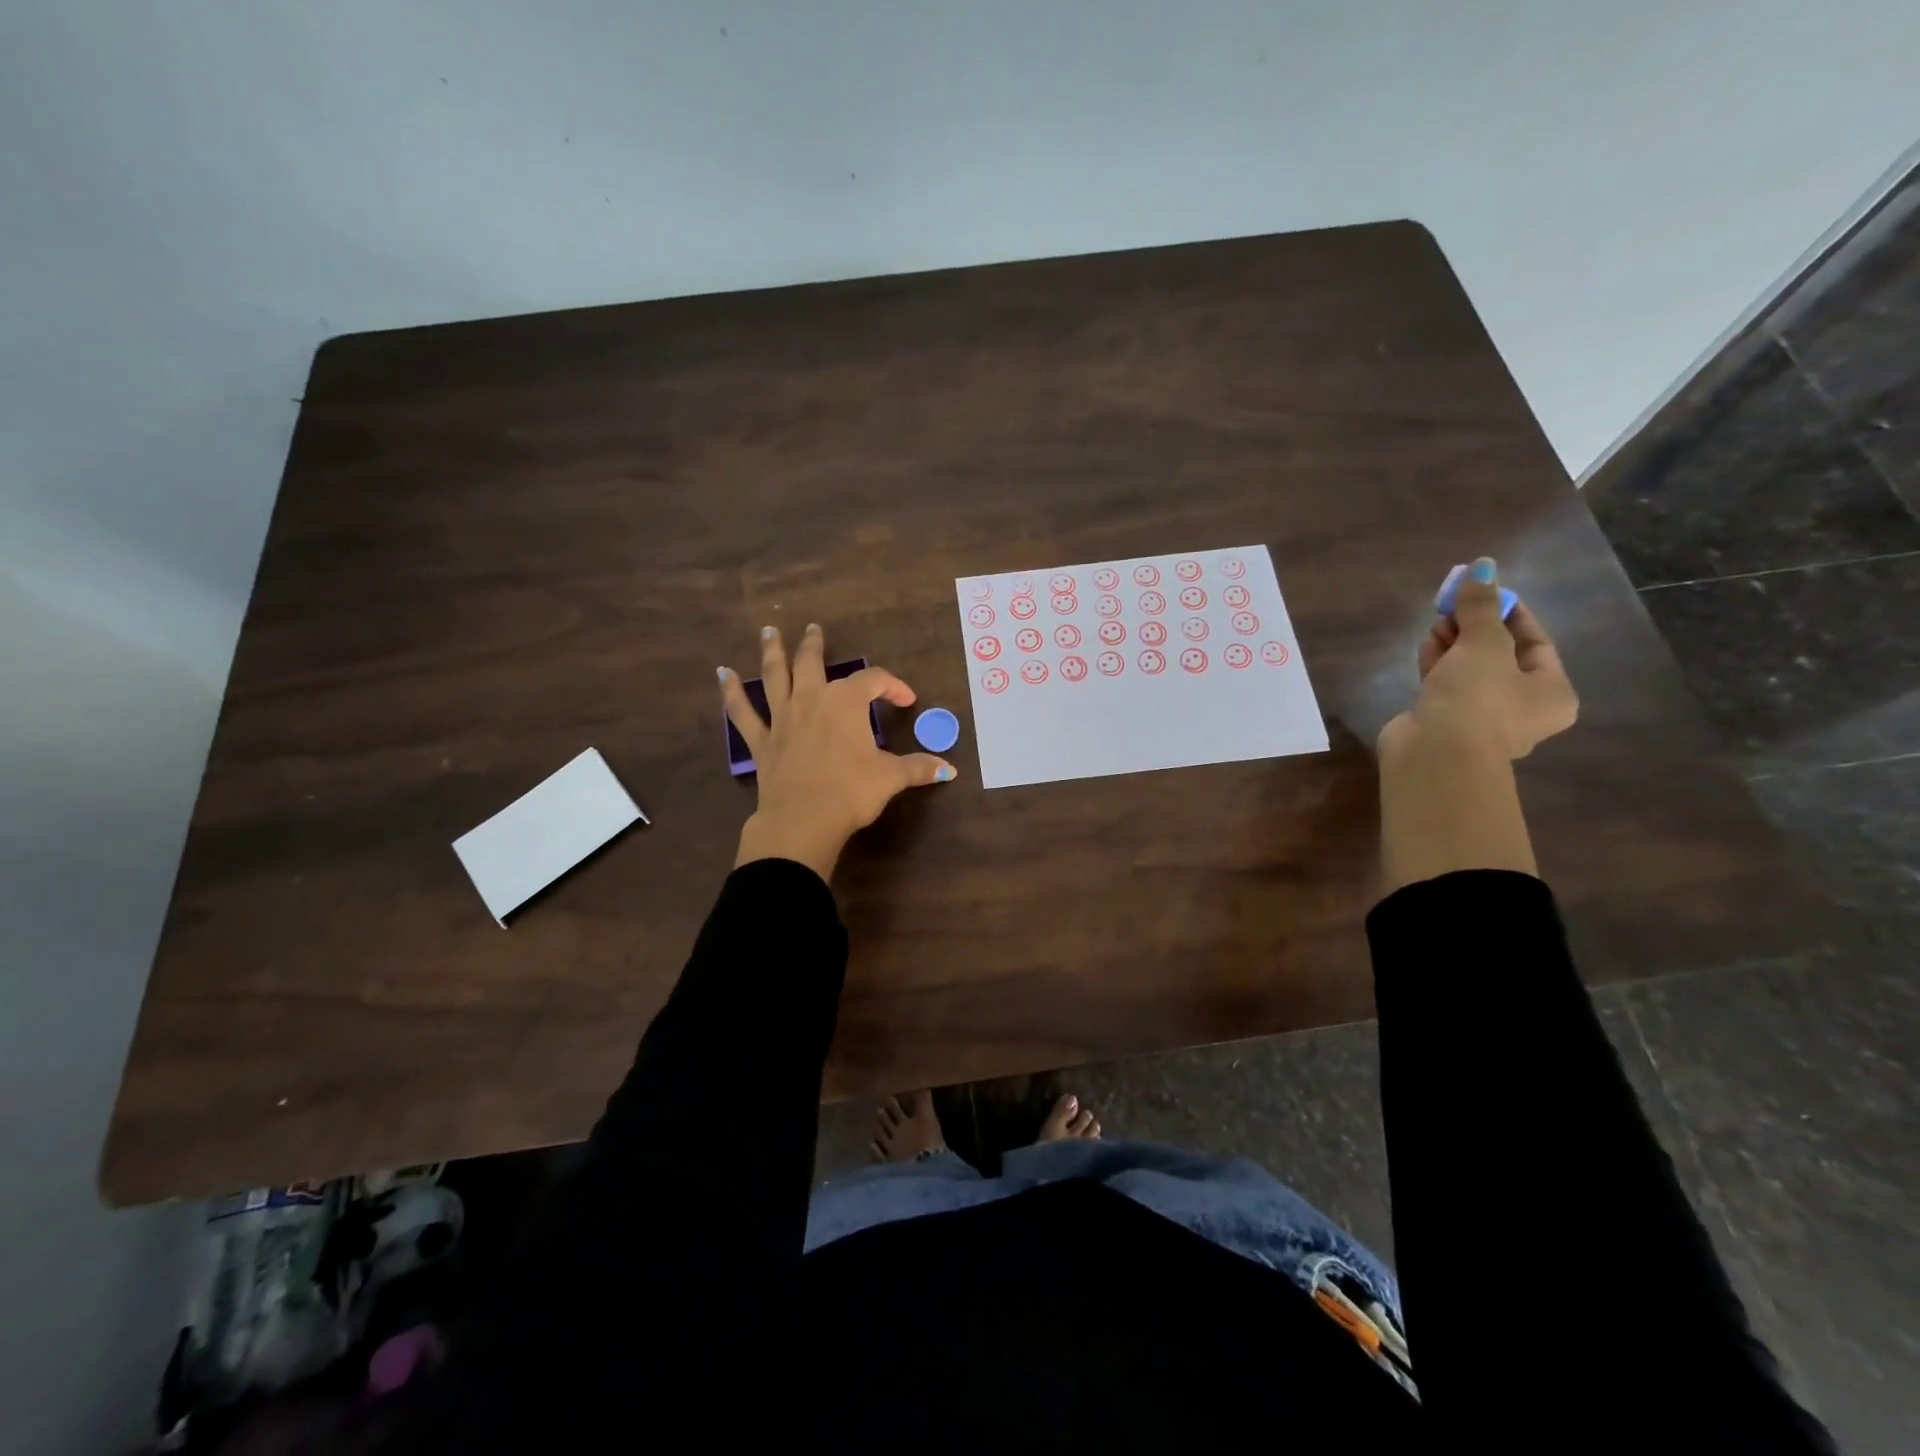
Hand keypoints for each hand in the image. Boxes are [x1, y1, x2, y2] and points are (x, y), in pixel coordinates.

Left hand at [719, 623, 955, 880]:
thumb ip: (919, 768)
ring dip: (772, 652)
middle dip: (814, 645)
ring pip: (774, 677)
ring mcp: (782, 719)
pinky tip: (722, 675)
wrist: (802, 821)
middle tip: (813, 629)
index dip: (893, 686)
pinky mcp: (761, 742)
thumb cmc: (851, 793)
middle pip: (812, 663)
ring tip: (767, 631)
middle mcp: (811, 700)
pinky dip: (731, 694)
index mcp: (845, 703)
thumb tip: (950, 769)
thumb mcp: (891, 778)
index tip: (906, 700)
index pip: (873, 681)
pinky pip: (742, 713)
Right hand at [1380, 558, 1577, 762]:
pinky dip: (1438, 666)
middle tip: (1452, 606)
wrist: (1434, 755)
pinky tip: (1426, 649)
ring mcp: (1482, 720)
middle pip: (1501, 656)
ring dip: (1453, 645)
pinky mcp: (1446, 724)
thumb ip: (1480, 606)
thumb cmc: (1476, 698)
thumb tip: (1482, 564)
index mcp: (1552, 693)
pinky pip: (1446, 687)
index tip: (1483, 591)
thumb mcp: (1483, 643)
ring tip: (1435, 625)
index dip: (1509, 612)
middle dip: (1475, 628)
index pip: (1536, 642)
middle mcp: (1523, 709)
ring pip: (1471, 671)